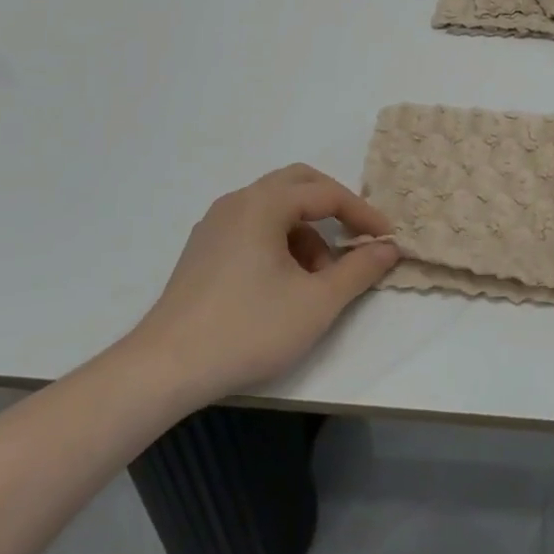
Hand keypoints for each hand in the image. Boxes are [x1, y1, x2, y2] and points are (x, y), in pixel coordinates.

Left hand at [129, 164, 399, 398]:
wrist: (165, 369)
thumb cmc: (248, 329)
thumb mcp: (317, 302)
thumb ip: (359, 270)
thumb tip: (388, 247)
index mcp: (264, 204)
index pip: (326, 193)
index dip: (362, 213)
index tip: (386, 238)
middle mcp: (237, 202)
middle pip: (297, 184)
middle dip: (333, 206)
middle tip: (357, 235)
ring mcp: (215, 225)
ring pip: (274, 208)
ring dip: (306, 230)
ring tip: (320, 277)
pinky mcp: (202, 250)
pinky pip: (252, 227)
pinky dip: (280, 241)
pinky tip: (285, 284)